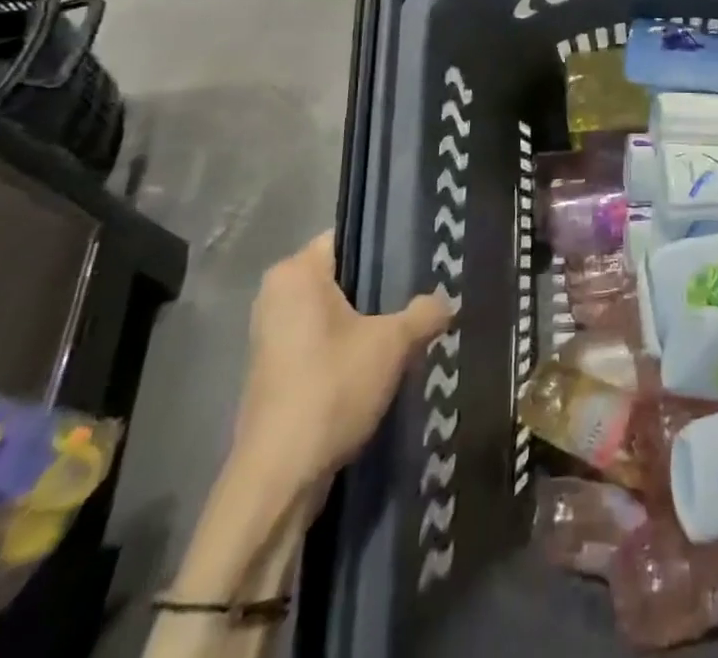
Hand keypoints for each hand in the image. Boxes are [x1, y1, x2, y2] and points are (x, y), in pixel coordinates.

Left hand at [231, 230, 453, 501]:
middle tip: (424, 291)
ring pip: (334, 312)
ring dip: (369, 322)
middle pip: (344, 276)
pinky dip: (350, 348)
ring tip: (411, 326)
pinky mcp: (275, 372)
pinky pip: (322, 341)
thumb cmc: (331, 388)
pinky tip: (384, 362)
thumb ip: (424, 312)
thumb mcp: (392, 344)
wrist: (278, 479)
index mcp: (296, 273)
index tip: (423, 256)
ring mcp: (272, 336)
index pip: (350, 237)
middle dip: (382, 287)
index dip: (388, 245)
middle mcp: (277, 295)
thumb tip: (446, 301)